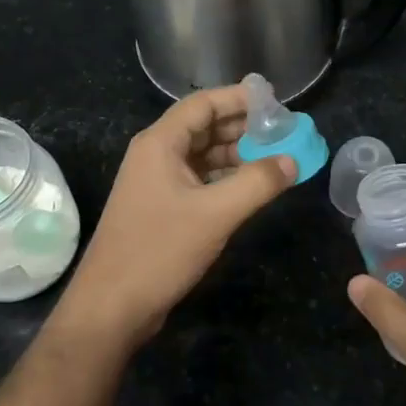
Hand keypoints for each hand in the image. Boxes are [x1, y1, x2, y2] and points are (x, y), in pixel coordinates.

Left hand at [56, 84, 295, 351]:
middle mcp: (156, 155)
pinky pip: (200, 179)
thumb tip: (293, 161)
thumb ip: (258, 183)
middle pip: (204, 126)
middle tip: (284, 132)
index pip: (203, 103)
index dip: (240, 98)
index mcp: (160, 144)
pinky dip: (227, 178)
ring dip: (238, 153)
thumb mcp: (215, 214)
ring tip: (277, 158)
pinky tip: (253, 186)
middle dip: (244, 127)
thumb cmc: (159, 251)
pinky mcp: (163, 207)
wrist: (111, 307)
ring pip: (204, 155)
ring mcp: (158, 182)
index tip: (277, 104)